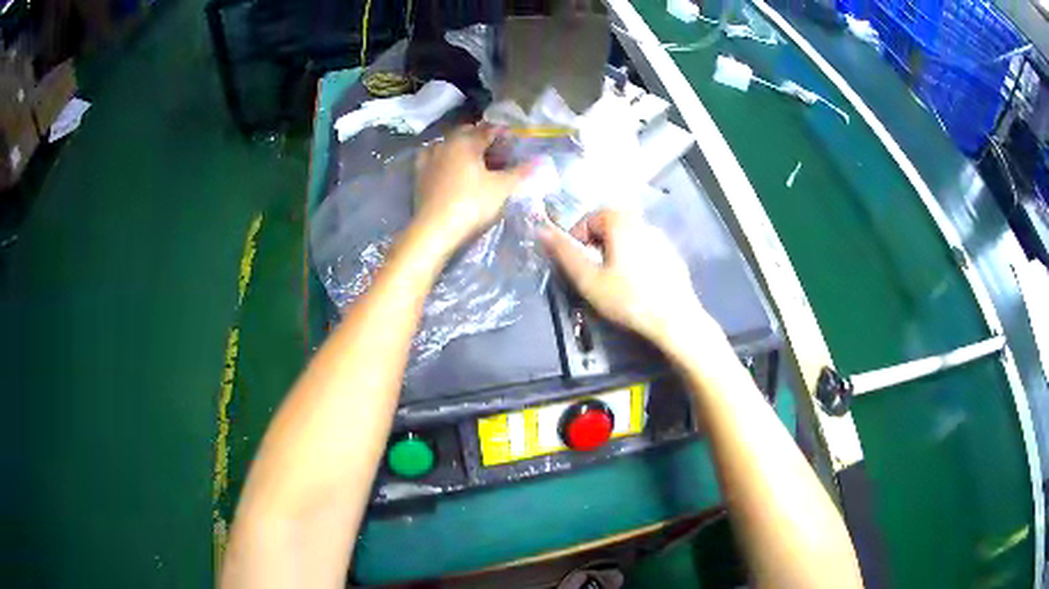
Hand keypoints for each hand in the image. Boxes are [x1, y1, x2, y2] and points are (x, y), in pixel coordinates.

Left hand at [413, 124, 532, 251]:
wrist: (434, 229)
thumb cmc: (471, 204)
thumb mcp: (501, 188)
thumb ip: (520, 172)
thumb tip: (539, 160)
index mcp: (467, 142)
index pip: (489, 130)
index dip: (503, 133)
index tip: (514, 140)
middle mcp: (446, 143)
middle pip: (467, 133)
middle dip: (482, 138)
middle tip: (497, 151)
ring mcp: (430, 158)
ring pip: (449, 144)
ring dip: (463, 146)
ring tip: (475, 159)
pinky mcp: (419, 174)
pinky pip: (434, 157)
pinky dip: (445, 157)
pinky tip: (450, 166)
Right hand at [540, 209, 714, 351]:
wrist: (675, 319)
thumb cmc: (628, 299)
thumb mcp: (589, 279)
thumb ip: (564, 253)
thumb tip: (541, 231)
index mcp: (621, 222)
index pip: (590, 218)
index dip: (577, 239)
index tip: (576, 264)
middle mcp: (643, 222)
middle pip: (611, 225)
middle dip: (596, 244)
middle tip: (593, 272)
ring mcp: (662, 238)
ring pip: (630, 237)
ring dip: (616, 252)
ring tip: (613, 281)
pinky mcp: (673, 255)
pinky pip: (646, 249)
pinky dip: (635, 259)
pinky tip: (637, 285)